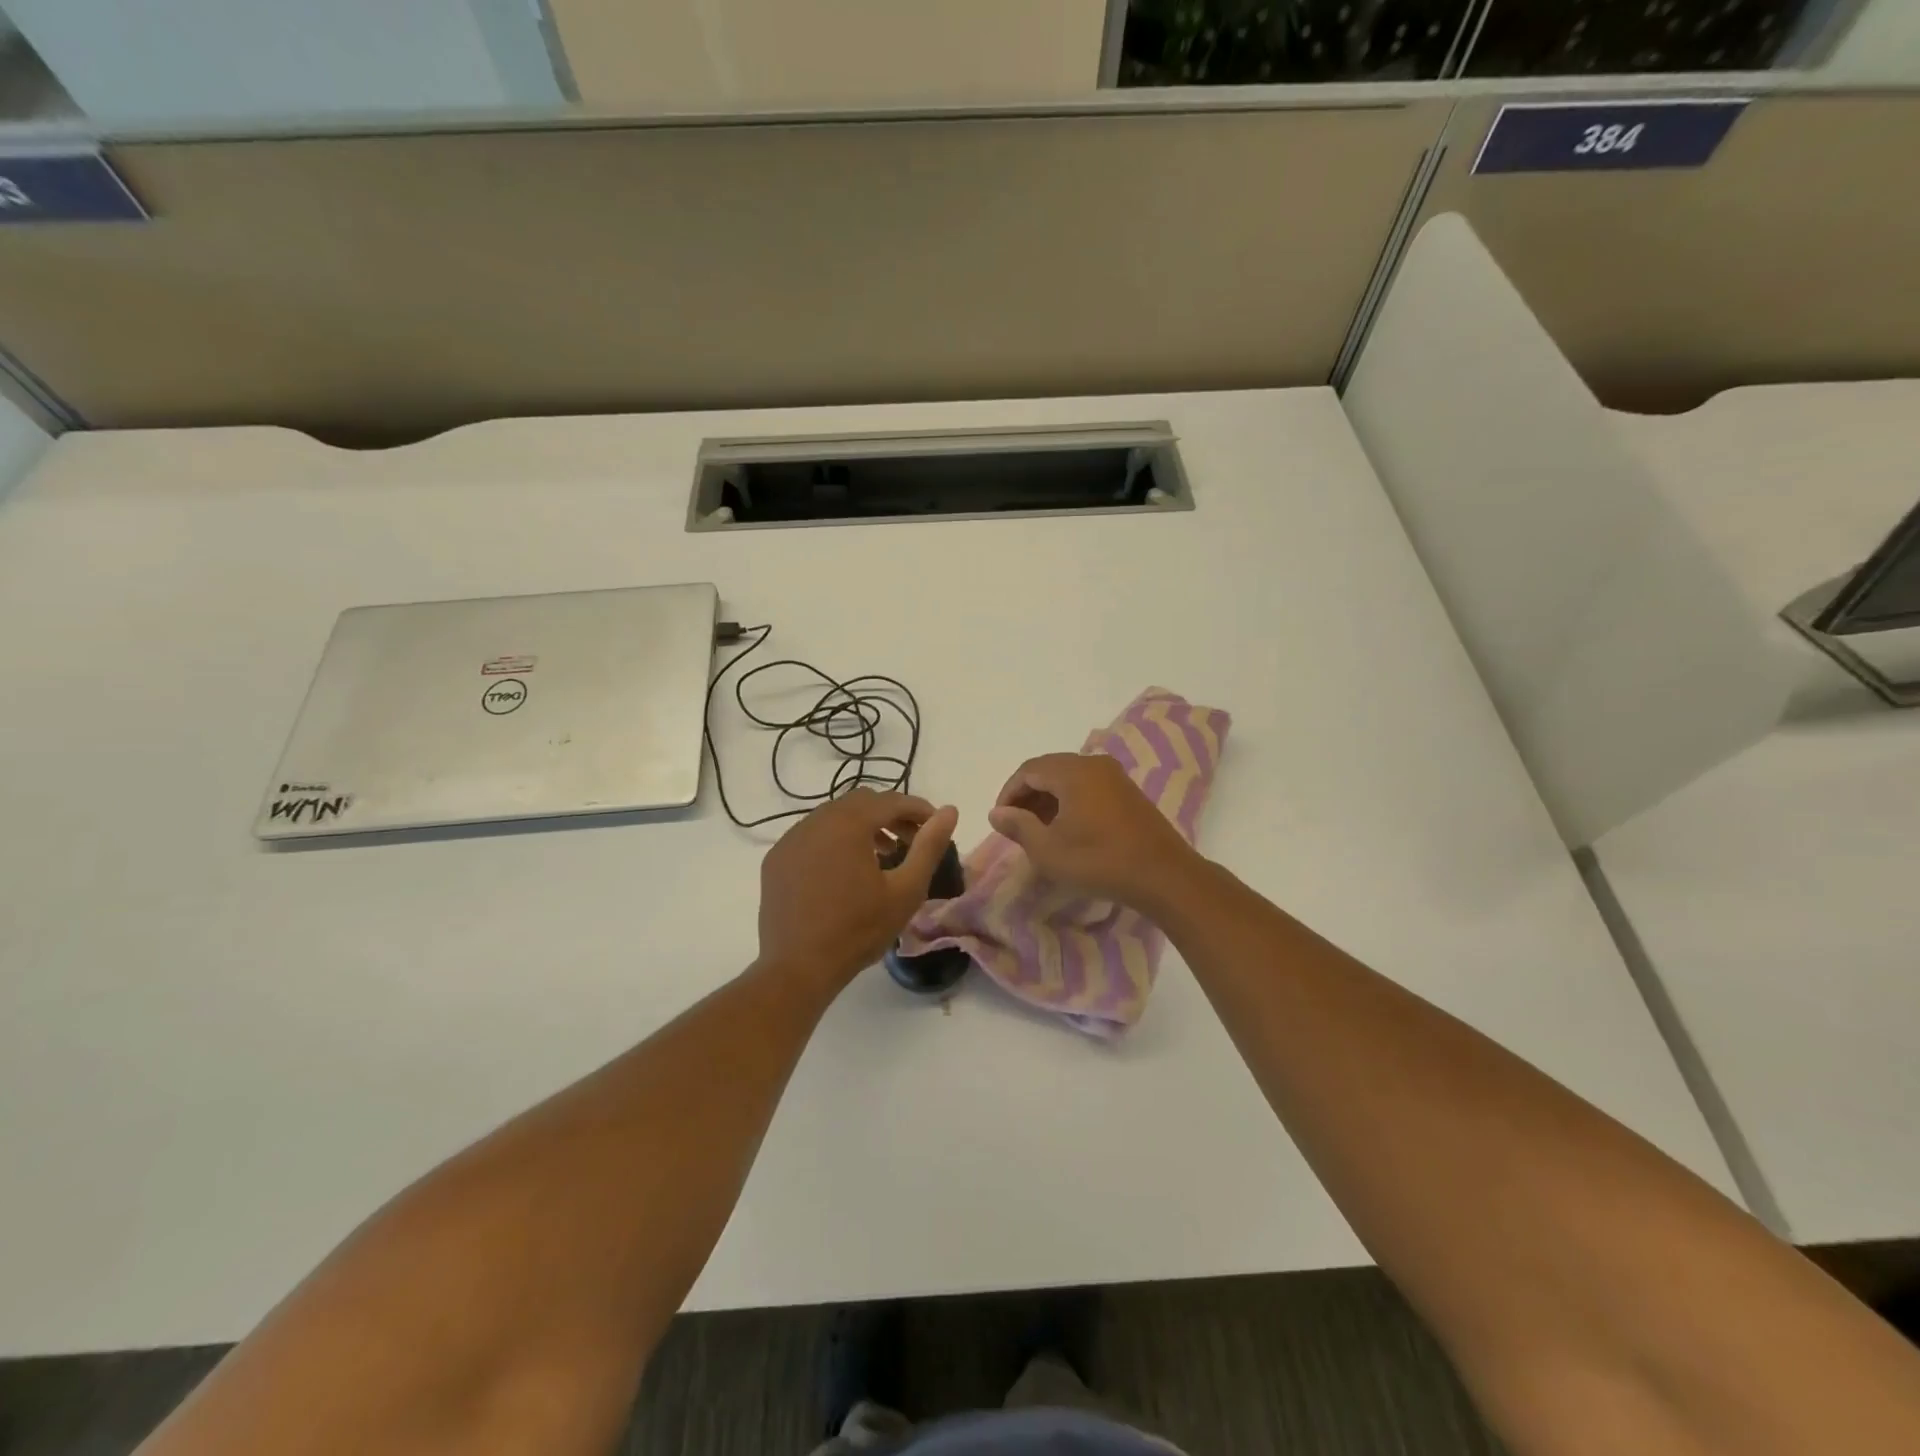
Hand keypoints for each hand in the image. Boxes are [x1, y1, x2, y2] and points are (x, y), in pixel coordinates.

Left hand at [757, 789, 959, 990]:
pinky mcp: (777, 859)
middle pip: (861, 802)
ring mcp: (791, 839)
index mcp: (848, 823)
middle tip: (911, 840)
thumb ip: (929, 846)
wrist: (798, 967)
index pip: (891, 800)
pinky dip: (834, 840)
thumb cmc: (859, 929)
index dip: (918, 808)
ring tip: (883, 853)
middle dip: (891, 814)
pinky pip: (811, 835)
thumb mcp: (906, 890)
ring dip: (862, 825)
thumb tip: (949, 811)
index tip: (936, 824)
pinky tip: (844, 869)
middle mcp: (816, 820)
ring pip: (834, 816)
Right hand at [988, 753, 1198, 908]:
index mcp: (1072, 771)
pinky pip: (1089, 786)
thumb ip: (1018, 826)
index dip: (1009, 792)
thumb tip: (997, 813)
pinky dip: (1071, 800)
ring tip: (1039, 829)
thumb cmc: (1099, 861)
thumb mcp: (1048, 850)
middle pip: (1049, 769)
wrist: (1163, 875)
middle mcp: (1094, 764)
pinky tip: (1069, 828)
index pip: (1028, 770)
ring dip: (1049, 798)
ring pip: (1070, 778)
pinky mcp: (1128, 792)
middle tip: (1017, 824)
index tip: (1001, 819)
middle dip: (1028, 794)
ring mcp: (1115, 776)